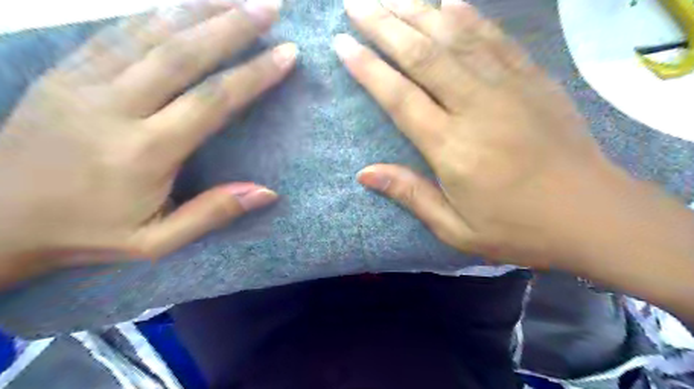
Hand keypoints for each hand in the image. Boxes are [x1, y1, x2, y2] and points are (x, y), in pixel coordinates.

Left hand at [0, 0, 294, 285]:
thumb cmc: (88, 234)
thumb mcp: (158, 241)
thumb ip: (213, 213)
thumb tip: (268, 192)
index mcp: (146, 151)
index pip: (212, 101)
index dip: (253, 75)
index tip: (287, 54)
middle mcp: (116, 107)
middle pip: (183, 53)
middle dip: (232, 25)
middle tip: (270, 7)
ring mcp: (84, 83)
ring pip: (149, 32)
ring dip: (198, 8)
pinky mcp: (65, 73)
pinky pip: (115, 32)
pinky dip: (154, 13)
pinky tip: (182, 4)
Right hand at [337, 0, 629, 268]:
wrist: (592, 215)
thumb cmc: (517, 229)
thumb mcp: (456, 228)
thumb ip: (410, 195)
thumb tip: (363, 173)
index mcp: (451, 147)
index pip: (399, 97)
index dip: (367, 68)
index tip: (342, 44)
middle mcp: (475, 107)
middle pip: (422, 56)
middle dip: (385, 26)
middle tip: (356, 5)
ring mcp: (508, 88)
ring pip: (456, 38)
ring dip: (419, 12)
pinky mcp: (533, 80)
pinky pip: (495, 40)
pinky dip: (469, 17)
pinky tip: (448, 2)